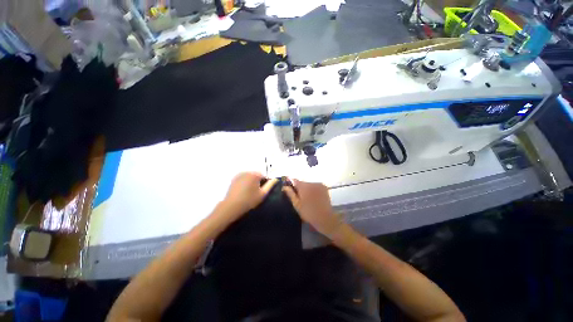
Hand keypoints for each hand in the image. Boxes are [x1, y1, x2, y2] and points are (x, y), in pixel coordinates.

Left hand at [219, 172, 277, 220]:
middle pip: (256, 175)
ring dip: (251, 182)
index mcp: (255, 174)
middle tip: (256, 192)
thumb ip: (270, 185)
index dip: (265, 183)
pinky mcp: (234, 179)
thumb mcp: (262, 194)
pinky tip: (243, 191)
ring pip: (250, 177)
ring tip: (250, 192)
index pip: (264, 176)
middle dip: (258, 182)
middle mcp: (247, 172)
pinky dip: (245, 182)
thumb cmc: (249, 200)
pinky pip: (243, 179)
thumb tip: (276, 178)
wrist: (231, 206)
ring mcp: (239, 175)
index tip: (263, 191)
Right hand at [282, 179, 342, 237]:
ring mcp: (319, 184)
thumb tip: (284, 186)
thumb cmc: (308, 213)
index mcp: (303, 187)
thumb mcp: (297, 205)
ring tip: (308, 198)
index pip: (294, 180)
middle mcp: (311, 183)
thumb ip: (290, 194)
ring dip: (307, 188)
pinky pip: (315, 186)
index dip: (291, 183)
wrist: (325, 218)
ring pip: (309, 184)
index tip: (289, 187)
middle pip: (302, 182)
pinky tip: (314, 197)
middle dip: (300, 188)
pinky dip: (313, 189)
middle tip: (299, 197)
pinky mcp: (324, 187)